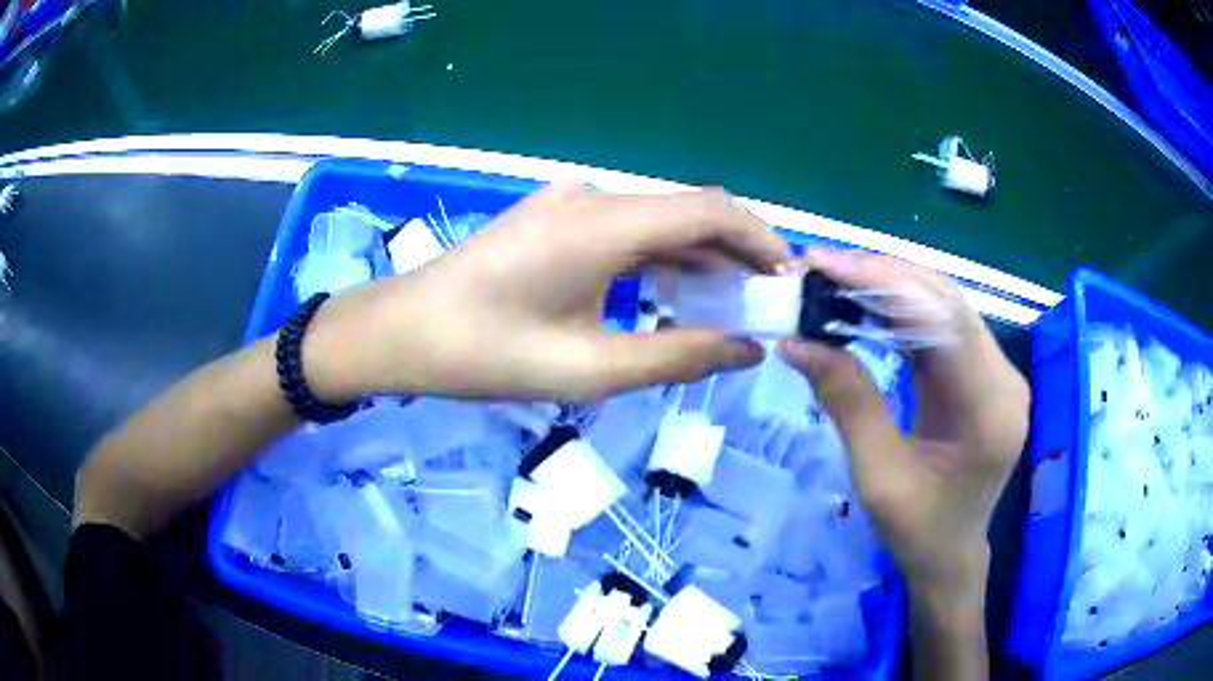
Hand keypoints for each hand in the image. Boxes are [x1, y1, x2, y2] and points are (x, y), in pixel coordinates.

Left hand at [304, 182, 789, 401]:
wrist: (401, 332)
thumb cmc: (483, 354)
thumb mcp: (587, 368)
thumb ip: (676, 357)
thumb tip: (747, 351)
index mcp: (602, 223)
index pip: (709, 210)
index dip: (760, 240)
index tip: (789, 282)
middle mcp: (593, 198)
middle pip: (688, 213)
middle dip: (736, 255)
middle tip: (765, 308)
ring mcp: (570, 203)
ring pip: (658, 223)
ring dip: (698, 261)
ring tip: (730, 310)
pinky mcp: (554, 219)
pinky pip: (626, 231)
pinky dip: (660, 261)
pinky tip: (673, 297)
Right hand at [780, 251, 1028, 600]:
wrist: (950, 557)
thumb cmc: (918, 532)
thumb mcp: (877, 476)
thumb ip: (848, 403)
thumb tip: (797, 342)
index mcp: (989, 409)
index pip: (943, 320)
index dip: (886, 283)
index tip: (827, 265)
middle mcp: (1003, 379)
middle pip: (947, 302)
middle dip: (884, 276)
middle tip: (823, 266)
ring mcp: (997, 374)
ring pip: (945, 308)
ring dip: (892, 288)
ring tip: (837, 278)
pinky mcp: (983, 376)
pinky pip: (943, 329)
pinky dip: (903, 312)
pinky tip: (867, 306)